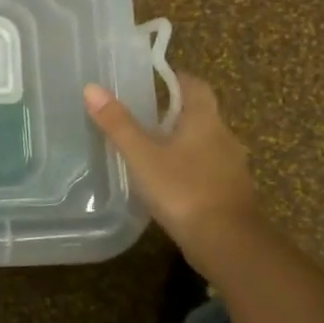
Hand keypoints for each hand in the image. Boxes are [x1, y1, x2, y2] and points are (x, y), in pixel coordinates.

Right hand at [84, 74, 257, 264]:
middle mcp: (224, 137)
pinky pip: (208, 170)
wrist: (227, 243)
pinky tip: (170, 184)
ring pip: (205, 144)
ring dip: (182, 144)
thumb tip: (92, 88)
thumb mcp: (142, 156)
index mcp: (205, 120)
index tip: (155, 80)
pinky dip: (190, 169)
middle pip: (200, 115)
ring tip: (151, 151)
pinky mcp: (231, 193)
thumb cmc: (183, 190)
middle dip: (175, 114)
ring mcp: (231, 167)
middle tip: (143, 117)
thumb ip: (118, 124)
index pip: (196, 86)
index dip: (177, 79)